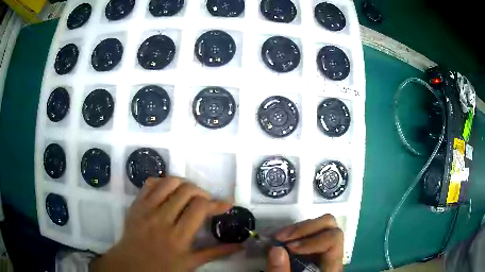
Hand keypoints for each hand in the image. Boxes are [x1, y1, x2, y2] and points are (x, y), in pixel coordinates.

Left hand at [90, 177, 242, 271]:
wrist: (131, 264)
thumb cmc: (162, 267)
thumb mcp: (191, 263)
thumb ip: (215, 252)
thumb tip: (239, 245)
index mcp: (178, 237)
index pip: (200, 208)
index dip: (216, 203)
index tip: (226, 204)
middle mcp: (162, 219)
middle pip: (186, 191)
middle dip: (202, 192)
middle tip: (206, 201)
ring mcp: (146, 209)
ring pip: (169, 182)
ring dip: (184, 184)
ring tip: (189, 194)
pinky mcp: (136, 204)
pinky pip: (150, 183)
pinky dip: (163, 182)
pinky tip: (169, 191)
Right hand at [267, 214, 343, 271]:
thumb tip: (275, 248)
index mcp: (331, 265)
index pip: (334, 239)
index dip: (313, 240)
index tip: (290, 248)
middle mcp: (331, 252)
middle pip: (330, 226)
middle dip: (303, 228)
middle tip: (281, 238)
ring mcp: (322, 248)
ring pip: (319, 225)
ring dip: (296, 229)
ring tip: (277, 238)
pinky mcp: (313, 247)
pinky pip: (308, 232)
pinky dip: (293, 232)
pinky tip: (279, 239)